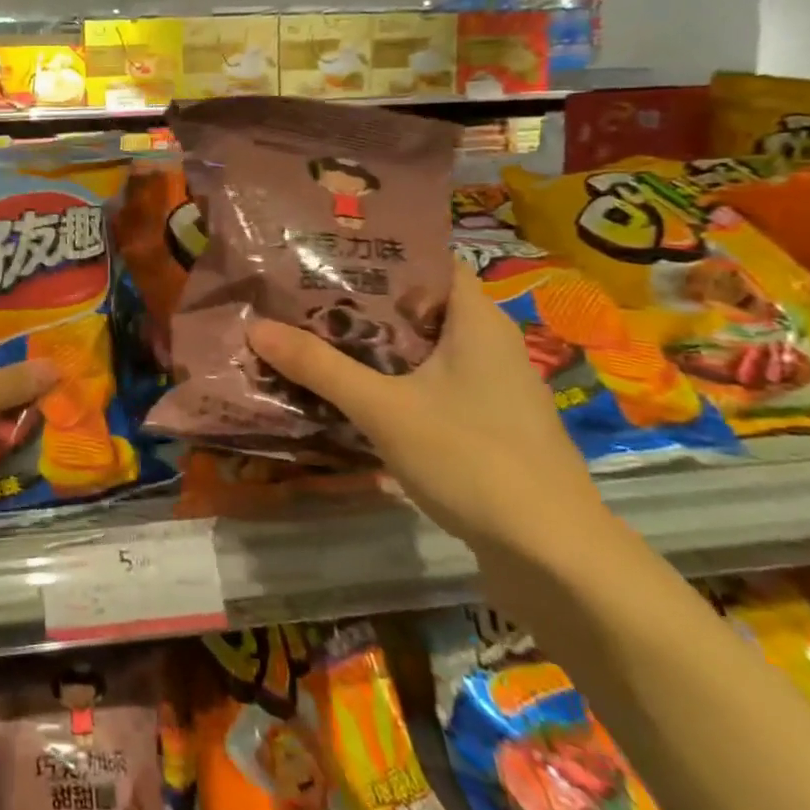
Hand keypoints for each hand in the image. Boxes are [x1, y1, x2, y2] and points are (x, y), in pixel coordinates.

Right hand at [246, 260, 609, 557]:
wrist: (554, 556)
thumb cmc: (472, 459)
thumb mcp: (382, 408)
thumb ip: (319, 366)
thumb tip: (255, 327)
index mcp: (476, 320)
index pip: (427, 260)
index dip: (376, 252)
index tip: (322, 252)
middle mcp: (488, 344)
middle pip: (416, 305)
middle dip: (357, 301)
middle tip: (298, 295)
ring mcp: (490, 388)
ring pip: (419, 349)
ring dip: (369, 345)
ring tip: (310, 337)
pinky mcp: (485, 425)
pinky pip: (428, 384)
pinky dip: (389, 381)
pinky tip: (348, 393)